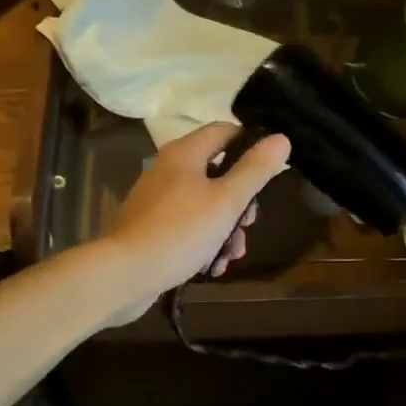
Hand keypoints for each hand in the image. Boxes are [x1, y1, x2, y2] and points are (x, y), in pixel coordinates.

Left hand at [105, 123, 291, 314]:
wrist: (124, 274)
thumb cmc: (181, 230)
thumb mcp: (227, 200)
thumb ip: (255, 169)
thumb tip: (280, 138)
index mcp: (185, 153)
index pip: (225, 131)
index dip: (250, 145)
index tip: (269, 171)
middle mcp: (169, 168)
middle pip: (218, 172)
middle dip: (240, 202)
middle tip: (249, 223)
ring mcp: (158, 199)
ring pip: (206, 204)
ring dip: (225, 229)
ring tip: (232, 255)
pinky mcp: (152, 226)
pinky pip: (188, 225)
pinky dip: (204, 242)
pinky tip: (213, 266)